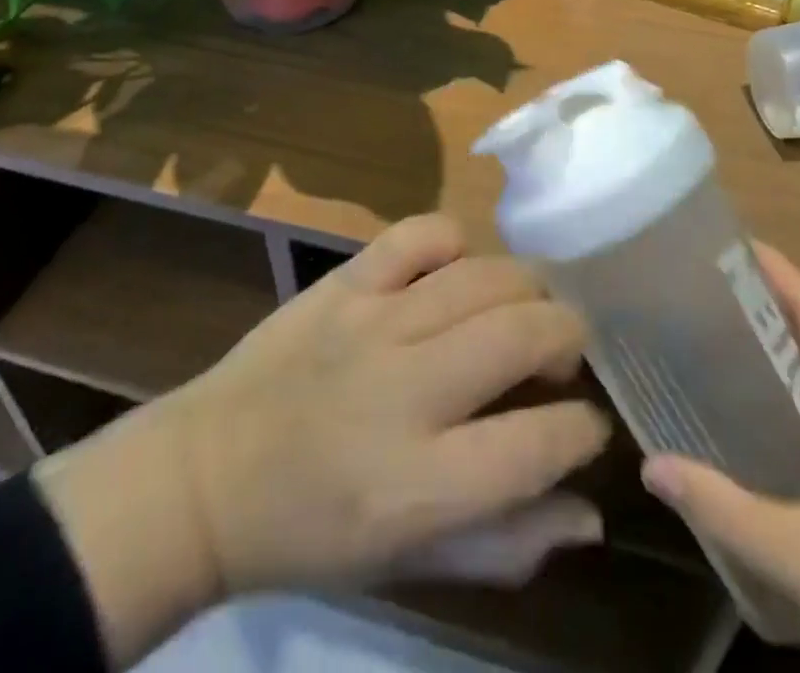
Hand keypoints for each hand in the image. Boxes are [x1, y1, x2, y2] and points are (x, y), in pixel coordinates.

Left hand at [36, 215, 610, 666]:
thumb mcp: (409, 565)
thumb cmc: (312, 534)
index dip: (582, 427)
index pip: (540, 442)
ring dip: (527, 287)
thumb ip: (505, 543)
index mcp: (420, 484)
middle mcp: (405, 391)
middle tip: (562, 355)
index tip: (584, 422)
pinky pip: (419, 234)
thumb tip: (591, 511)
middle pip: (522, 334)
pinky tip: (458, 270)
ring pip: (484, 276)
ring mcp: (373, 323)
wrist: (208, 475)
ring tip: (526, 309)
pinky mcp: (345, 283)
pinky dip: (455, 241)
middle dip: (568, 336)